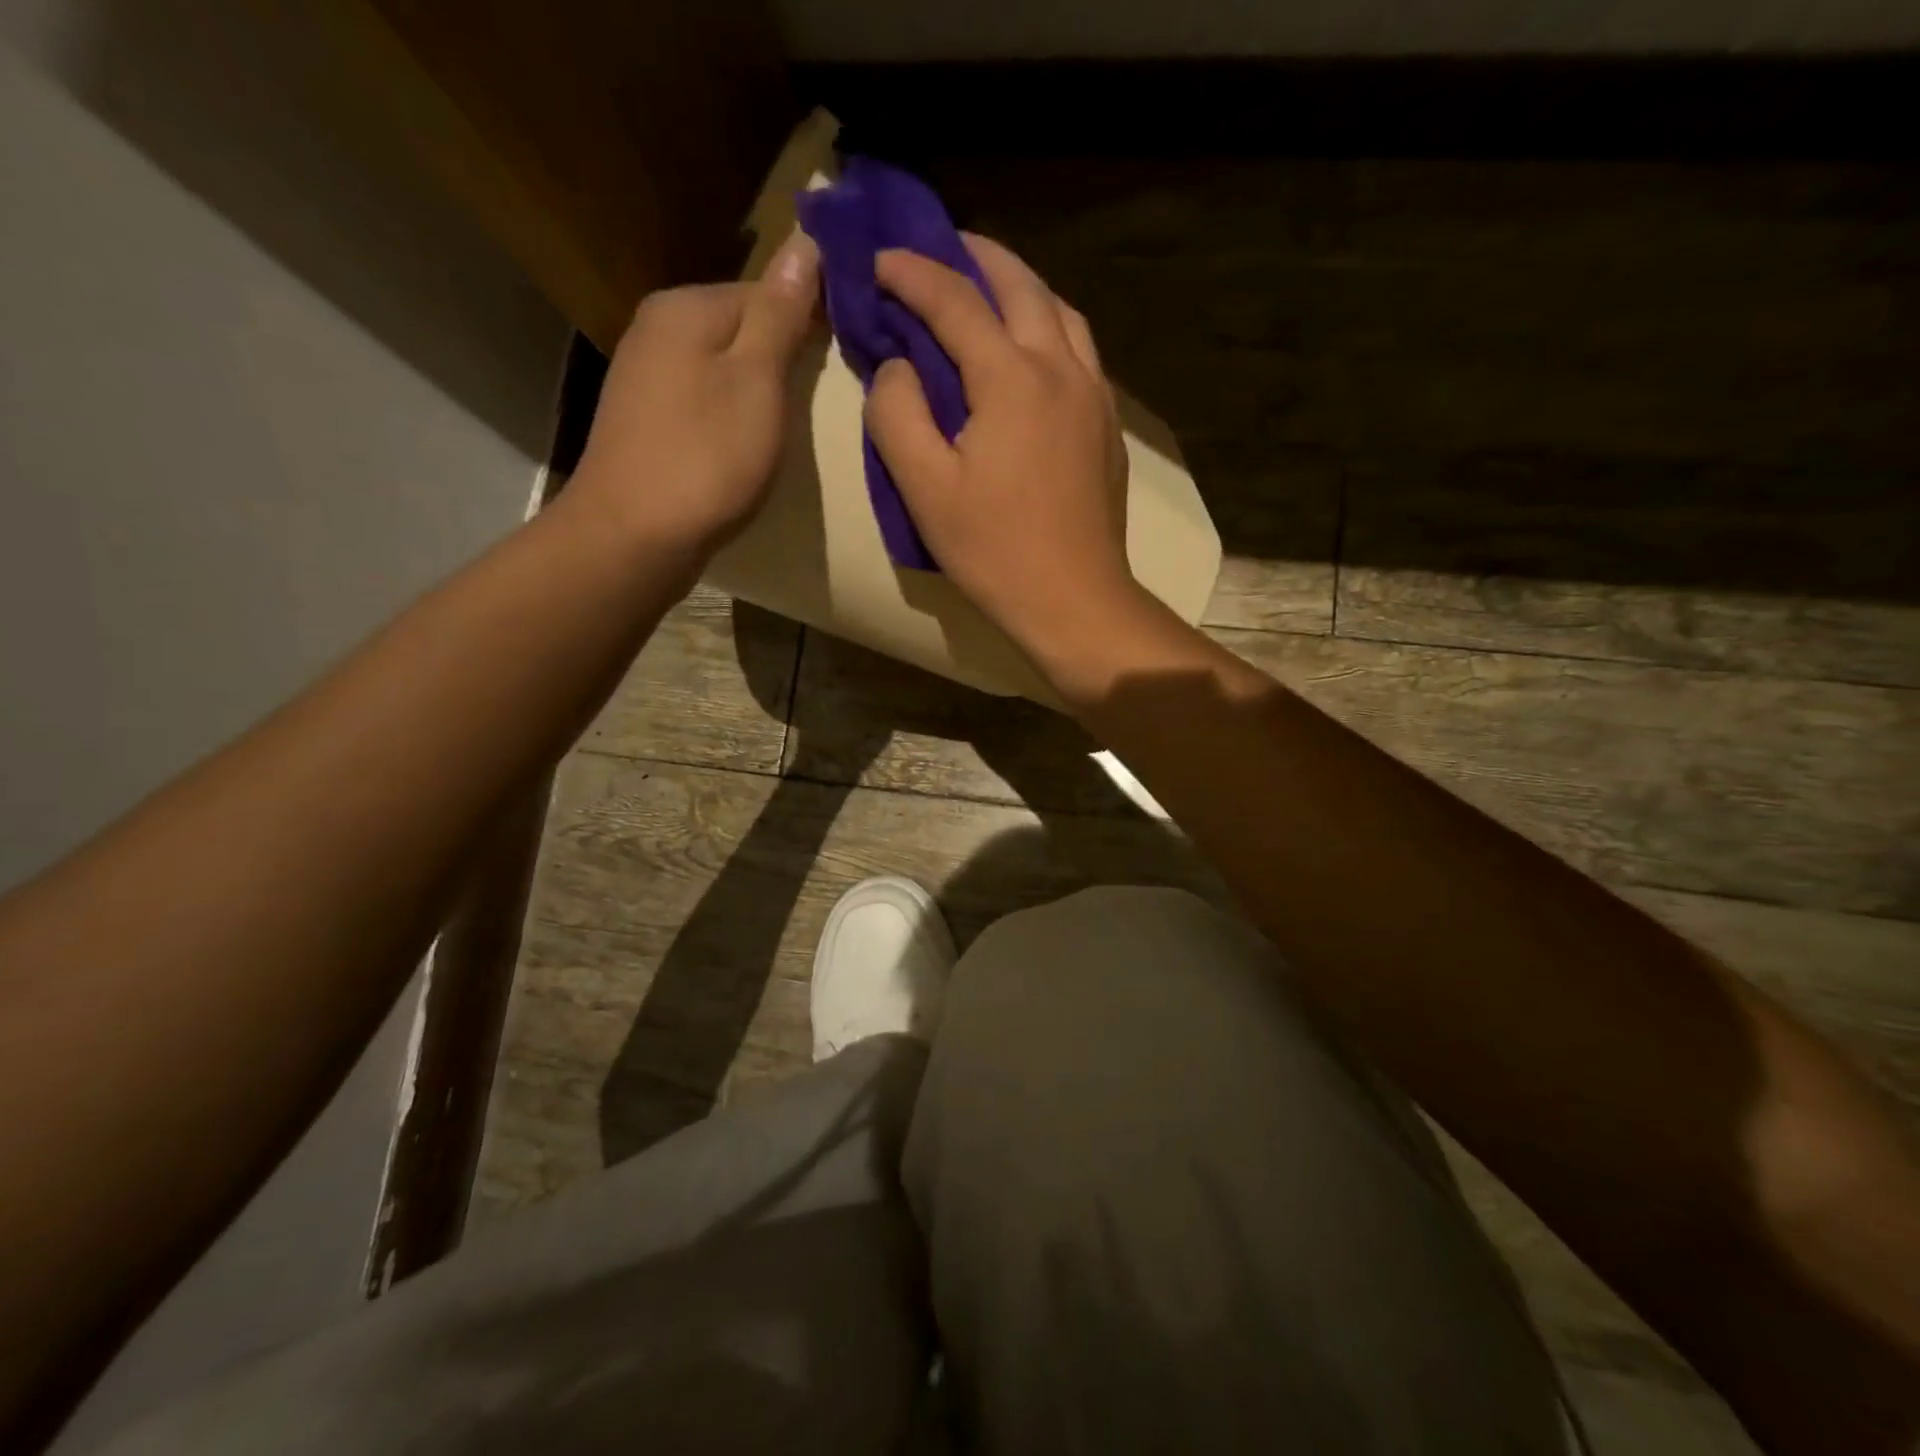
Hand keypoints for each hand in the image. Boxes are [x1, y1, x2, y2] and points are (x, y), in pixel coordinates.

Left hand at [572, 231, 819, 559]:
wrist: (634, 536)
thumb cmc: (707, 457)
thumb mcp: (758, 381)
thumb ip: (781, 314)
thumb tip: (804, 240)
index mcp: (686, 307)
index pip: (765, 289)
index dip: (809, 318)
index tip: (844, 354)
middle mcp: (657, 327)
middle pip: (740, 327)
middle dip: (781, 354)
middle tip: (820, 395)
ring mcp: (645, 376)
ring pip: (721, 365)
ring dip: (757, 387)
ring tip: (787, 423)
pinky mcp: (645, 420)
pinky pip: (703, 398)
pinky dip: (730, 414)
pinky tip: (745, 443)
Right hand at [866, 234, 1142, 660]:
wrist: (1073, 599)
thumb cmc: (994, 550)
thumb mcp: (924, 488)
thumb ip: (897, 414)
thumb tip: (897, 366)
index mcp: (1012, 378)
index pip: (956, 301)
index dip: (912, 272)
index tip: (878, 260)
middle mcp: (1061, 368)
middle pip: (1021, 285)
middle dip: (975, 256)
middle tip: (939, 247)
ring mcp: (1094, 395)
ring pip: (1060, 312)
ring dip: (1020, 286)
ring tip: (988, 287)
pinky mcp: (1107, 425)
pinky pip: (1080, 349)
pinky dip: (1049, 325)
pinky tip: (1031, 346)